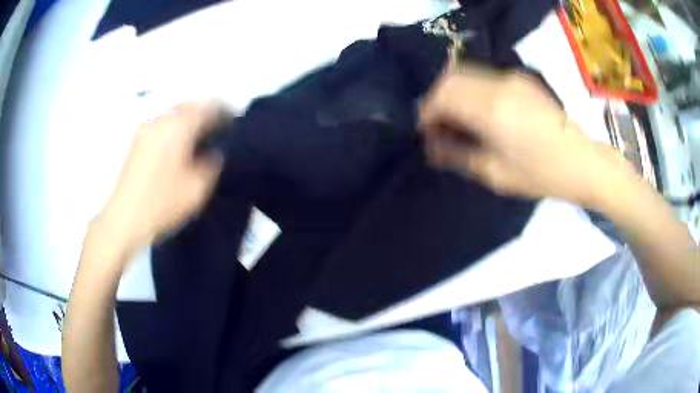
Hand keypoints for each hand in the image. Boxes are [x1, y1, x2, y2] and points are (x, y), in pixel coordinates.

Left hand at [93, 101, 223, 259]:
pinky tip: (176, 148)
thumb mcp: (197, 188)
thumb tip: (213, 152)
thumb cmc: (162, 203)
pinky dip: (174, 129)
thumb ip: (212, 164)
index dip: (225, 112)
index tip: (233, 124)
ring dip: (188, 121)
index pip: (209, 106)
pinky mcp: (138, 139)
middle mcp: (162, 119)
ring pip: (174, 113)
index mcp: (179, 126)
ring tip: (195, 141)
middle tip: (215, 132)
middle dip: (205, 114)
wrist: (125, 217)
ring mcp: (147, 127)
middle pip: (190, 105)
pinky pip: (162, 124)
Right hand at [420, 66, 633, 206]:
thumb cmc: (541, 174)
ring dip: (454, 94)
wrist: (582, 162)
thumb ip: (458, 156)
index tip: (425, 133)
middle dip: (436, 100)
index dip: (426, 113)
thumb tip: (431, 148)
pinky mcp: (521, 79)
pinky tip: (479, 113)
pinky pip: (484, 77)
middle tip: (438, 127)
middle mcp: (498, 84)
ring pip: (466, 73)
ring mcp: (511, 78)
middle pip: (450, 78)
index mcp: (491, 109)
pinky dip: (471, 91)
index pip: (442, 96)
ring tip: (457, 121)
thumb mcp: (496, 174)